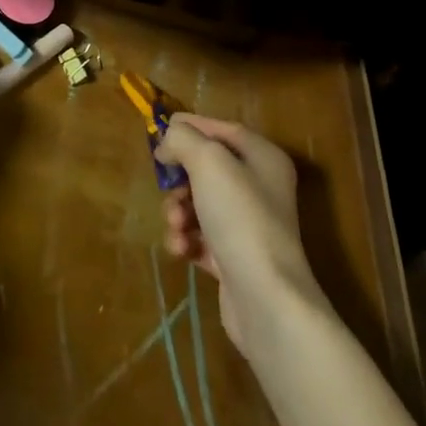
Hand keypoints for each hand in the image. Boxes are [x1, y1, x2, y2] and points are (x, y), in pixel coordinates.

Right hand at [157, 114, 329, 354]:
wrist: (266, 299)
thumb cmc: (241, 217)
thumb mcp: (208, 161)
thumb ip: (182, 139)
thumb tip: (167, 142)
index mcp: (263, 157)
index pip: (222, 129)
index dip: (191, 126)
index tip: (160, 132)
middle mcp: (260, 187)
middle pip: (206, 168)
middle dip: (179, 179)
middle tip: (167, 188)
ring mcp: (248, 225)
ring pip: (198, 203)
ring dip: (178, 211)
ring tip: (176, 225)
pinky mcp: (234, 258)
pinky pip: (200, 237)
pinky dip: (186, 239)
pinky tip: (182, 249)